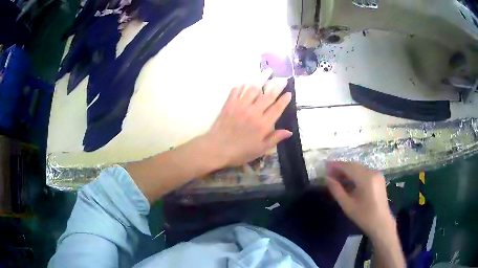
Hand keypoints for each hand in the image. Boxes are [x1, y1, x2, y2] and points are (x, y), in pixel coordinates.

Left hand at [204, 78, 291, 166]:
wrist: (217, 149)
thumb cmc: (240, 152)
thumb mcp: (260, 149)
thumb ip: (275, 139)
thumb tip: (289, 132)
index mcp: (263, 125)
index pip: (277, 108)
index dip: (284, 100)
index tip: (289, 93)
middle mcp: (254, 112)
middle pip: (268, 96)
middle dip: (277, 87)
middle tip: (282, 81)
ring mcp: (241, 106)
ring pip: (253, 89)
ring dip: (260, 84)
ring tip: (264, 80)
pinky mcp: (229, 104)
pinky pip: (236, 90)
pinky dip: (242, 86)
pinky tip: (245, 85)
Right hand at [326, 161, 394, 238]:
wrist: (381, 223)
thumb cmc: (363, 216)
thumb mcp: (347, 205)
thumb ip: (336, 190)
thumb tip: (327, 179)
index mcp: (366, 178)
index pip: (349, 167)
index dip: (336, 165)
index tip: (325, 166)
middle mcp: (373, 172)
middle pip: (354, 166)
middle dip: (341, 167)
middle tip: (329, 173)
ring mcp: (377, 174)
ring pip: (359, 168)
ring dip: (348, 171)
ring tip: (336, 177)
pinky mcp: (378, 178)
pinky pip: (364, 172)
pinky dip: (355, 175)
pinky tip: (348, 181)